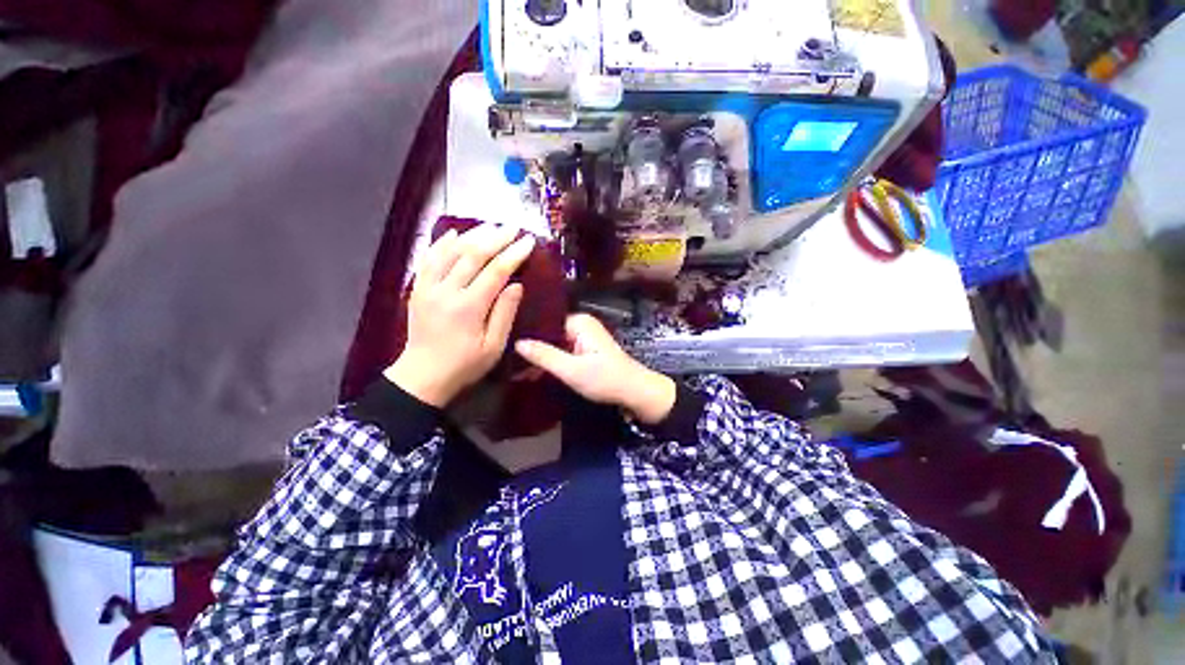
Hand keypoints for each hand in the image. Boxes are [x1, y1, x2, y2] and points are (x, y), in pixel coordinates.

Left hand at [385, 225, 534, 406]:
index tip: (528, 241)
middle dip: (496, 238)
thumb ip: (505, 314)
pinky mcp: (418, 289)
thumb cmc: (465, 364)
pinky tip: (454, 233)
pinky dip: (441, 243)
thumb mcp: (494, 346)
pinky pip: (429, 259)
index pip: (495, 271)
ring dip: (472, 235)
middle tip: (513, 228)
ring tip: (490, 226)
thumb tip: (516, 285)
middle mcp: (447, 291)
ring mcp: (428, 288)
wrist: (422, 375)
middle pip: (473, 255)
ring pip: (450, 252)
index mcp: (469, 307)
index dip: (513, 254)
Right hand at [515, 314, 676, 424]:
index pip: (545, 321)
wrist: (635, 392)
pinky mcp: (587, 347)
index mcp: (579, 321)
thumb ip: (544, 356)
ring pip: (555, 341)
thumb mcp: (572, 370)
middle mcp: (582, 323)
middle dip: (533, 345)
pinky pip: (563, 348)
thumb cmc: (605, 379)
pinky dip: (553, 358)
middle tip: (509, 357)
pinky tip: (536, 367)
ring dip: (542, 353)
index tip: (507, 342)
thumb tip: (517, 342)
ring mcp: (585, 335)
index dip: (527, 333)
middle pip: (550, 331)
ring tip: (517, 362)